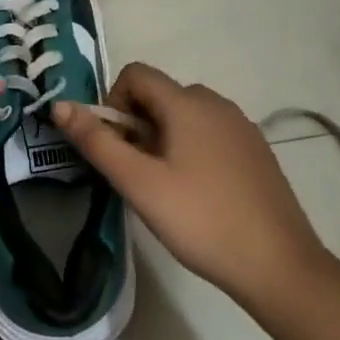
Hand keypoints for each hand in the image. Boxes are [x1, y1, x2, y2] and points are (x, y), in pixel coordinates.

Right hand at [52, 63, 333, 310]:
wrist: (279, 266)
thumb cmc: (201, 220)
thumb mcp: (139, 183)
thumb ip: (97, 142)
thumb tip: (60, 105)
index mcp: (188, 103)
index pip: (136, 74)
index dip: (113, 102)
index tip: (114, 146)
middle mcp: (217, 103)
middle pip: (160, 94)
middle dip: (136, 123)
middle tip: (135, 173)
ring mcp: (241, 126)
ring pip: (185, 115)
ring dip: (162, 137)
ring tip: (164, 186)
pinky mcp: (256, 150)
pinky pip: (210, 133)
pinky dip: (191, 148)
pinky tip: (197, 193)